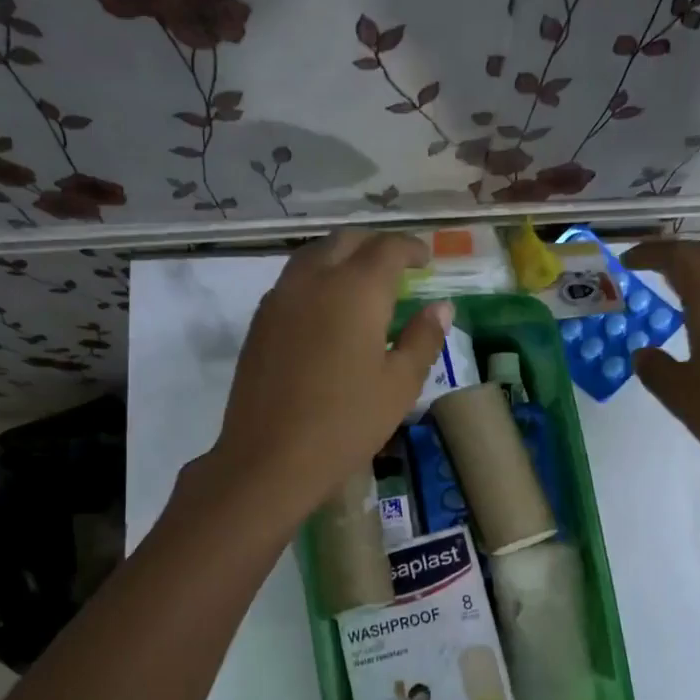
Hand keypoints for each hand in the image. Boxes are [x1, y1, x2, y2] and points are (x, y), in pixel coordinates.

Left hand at [208, 230, 449, 525]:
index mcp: (356, 290)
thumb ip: (423, 339)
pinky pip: (292, 281)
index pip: (388, 248)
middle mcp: (314, 280)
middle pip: (345, 241)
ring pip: (312, 256)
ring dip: (341, 257)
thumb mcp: (399, 385)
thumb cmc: (346, 423)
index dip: (411, 248)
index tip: (426, 260)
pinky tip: (326, 310)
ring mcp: (280, 298)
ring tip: (361, 282)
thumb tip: (440, 307)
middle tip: (396, 265)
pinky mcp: (259, 322)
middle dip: (374, 245)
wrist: (270, 458)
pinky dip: (316, 279)